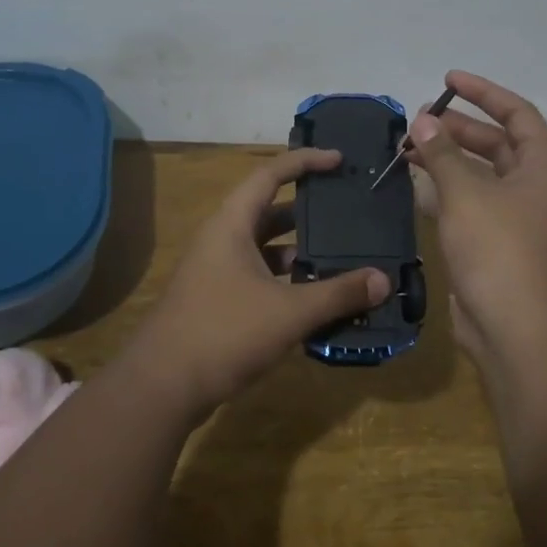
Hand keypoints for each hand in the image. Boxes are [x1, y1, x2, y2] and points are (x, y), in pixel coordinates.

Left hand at [119, 150, 389, 417]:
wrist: (162, 386)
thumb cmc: (224, 332)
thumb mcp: (289, 312)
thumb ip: (338, 294)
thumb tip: (384, 281)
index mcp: (232, 224)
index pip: (271, 175)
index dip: (305, 162)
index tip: (339, 160)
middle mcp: (222, 239)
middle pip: (270, 211)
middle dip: (308, 211)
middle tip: (348, 212)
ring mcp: (217, 270)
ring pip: (265, 248)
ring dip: (299, 251)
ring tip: (341, 257)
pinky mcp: (217, 299)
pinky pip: (259, 276)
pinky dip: (286, 280)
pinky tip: (314, 298)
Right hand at [407, 71, 546, 369]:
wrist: (517, 331)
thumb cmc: (499, 251)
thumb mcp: (466, 194)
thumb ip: (442, 153)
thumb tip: (421, 120)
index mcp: (544, 168)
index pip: (517, 114)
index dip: (483, 92)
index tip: (447, 79)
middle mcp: (536, 188)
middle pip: (497, 143)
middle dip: (457, 128)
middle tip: (417, 121)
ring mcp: (518, 219)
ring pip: (481, 175)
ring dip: (447, 159)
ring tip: (408, 148)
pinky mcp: (497, 244)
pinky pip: (471, 203)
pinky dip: (446, 190)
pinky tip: (415, 185)